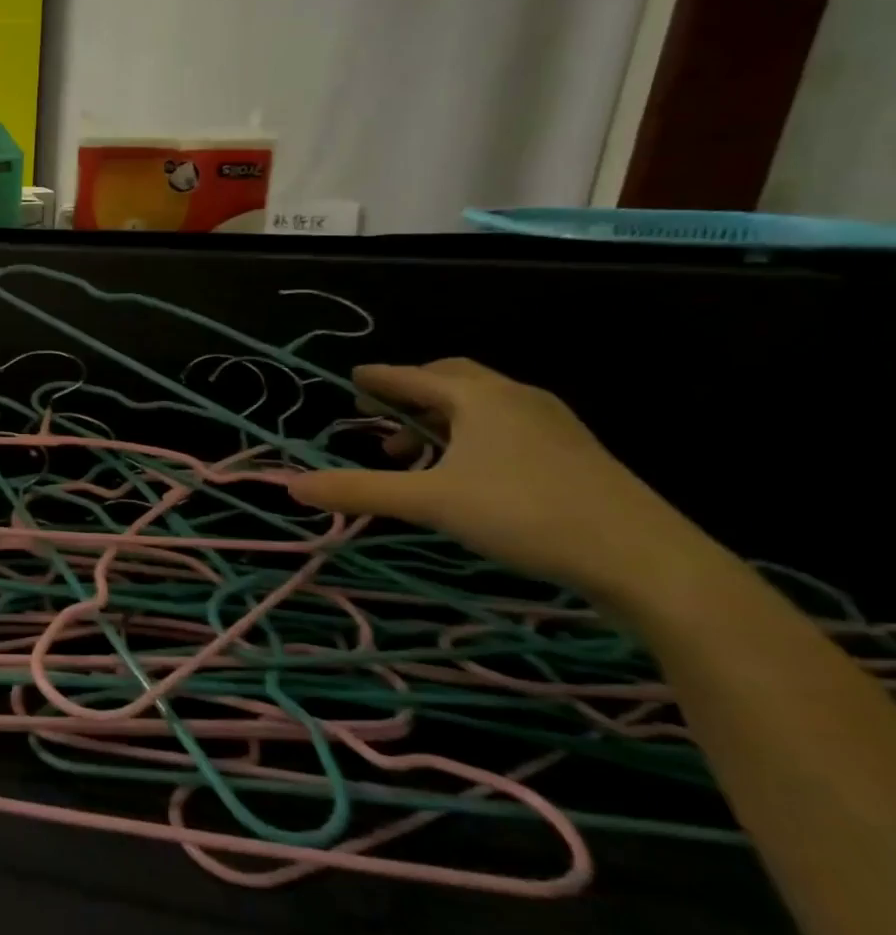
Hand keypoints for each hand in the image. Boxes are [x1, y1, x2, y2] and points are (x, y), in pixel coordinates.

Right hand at [285, 359, 718, 604]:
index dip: (378, 378)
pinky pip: (506, 426)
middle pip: (451, 381)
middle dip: (411, 396)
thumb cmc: (524, 513)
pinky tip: (466, 473)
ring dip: (440, 420)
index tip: (353, 379)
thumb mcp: (429, 502)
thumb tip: (291, 486)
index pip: (413, 377)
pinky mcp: (573, 452)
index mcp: (479, 396)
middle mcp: (515, 397)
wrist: (644, 557)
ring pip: (481, 405)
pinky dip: (472, 436)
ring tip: (416, 455)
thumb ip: (359, 491)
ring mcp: (551, 423)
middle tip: (381, 419)